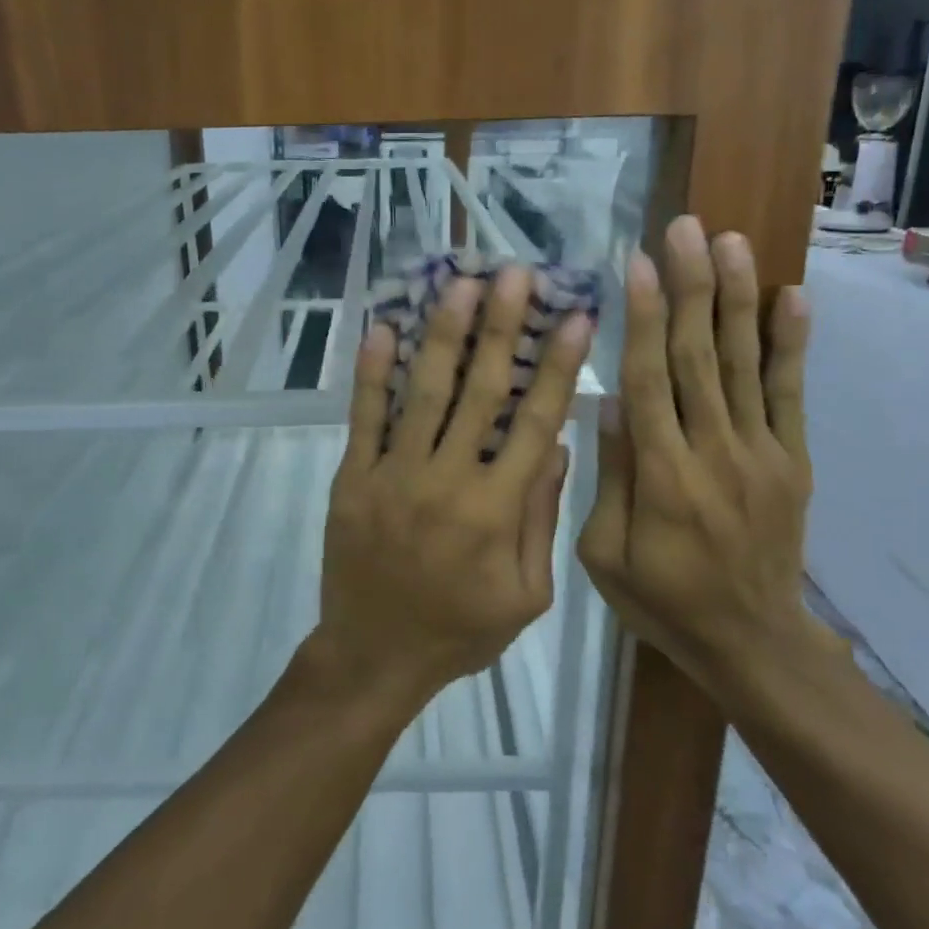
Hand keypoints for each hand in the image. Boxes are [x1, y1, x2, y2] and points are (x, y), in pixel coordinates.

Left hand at [318, 267, 592, 707]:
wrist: (375, 655)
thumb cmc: (459, 630)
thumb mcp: (526, 595)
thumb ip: (541, 519)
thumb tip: (556, 446)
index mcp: (497, 510)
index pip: (536, 423)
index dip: (558, 367)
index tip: (574, 317)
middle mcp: (448, 481)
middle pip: (481, 393)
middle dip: (501, 329)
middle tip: (513, 274)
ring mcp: (395, 475)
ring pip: (424, 394)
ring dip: (443, 335)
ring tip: (460, 284)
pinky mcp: (354, 477)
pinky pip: (364, 418)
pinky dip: (372, 373)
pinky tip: (382, 328)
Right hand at [577, 220, 827, 687]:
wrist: (753, 643)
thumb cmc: (663, 600)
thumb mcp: (606, 555)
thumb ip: (611, 477)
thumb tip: (611, 402)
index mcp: (663, 475)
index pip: (649, 379)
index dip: (642, 318)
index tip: (637, 263)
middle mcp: (714, 450)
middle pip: (698, 355)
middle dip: (690, 286)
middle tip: (685, 229)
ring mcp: (761, 452)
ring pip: (743, 363)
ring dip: (737, 298)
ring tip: (731, 242)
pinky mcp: (791, 460)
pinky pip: (791, 394)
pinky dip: (790, 345)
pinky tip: (792, 298)